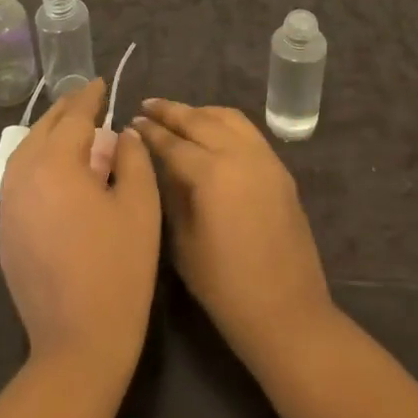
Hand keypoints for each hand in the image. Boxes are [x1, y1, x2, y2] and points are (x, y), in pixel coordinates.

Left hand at [0, 79, 160, 375]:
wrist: (78, 342)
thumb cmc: (119, 268)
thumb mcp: (140, 205)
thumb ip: (133, 158)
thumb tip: (122, 134)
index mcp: (55, 164)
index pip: (74, 117)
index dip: (90, 97)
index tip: (101, 82)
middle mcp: (23, 176)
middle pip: (43, 129)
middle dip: (66, 110)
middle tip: (88, 99)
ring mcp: (9, 206)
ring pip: (25, 152)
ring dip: (49, 133)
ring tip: (73, 128)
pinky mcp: (5, 232)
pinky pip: (19, 178)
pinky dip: (38, 160)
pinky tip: (57, 169)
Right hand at [132, 99, 334, 366]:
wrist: (286, 311)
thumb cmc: (224, 287)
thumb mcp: (183, 243)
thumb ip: (171, 194)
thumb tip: (160, 164)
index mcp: (212, 174)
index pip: (173, 142)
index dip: (150, 132)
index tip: (131, 121)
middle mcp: (240, 155)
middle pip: (201, 120)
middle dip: (172, 111)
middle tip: (148, 105)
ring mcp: (265, 159)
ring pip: (229, 118)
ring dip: (201, 112)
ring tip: (178, 115)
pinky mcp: (280, 169)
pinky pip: (248, 132)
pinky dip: (225, 122)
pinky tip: (211, 131)